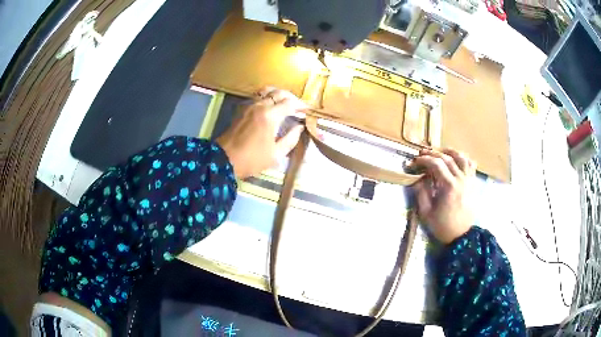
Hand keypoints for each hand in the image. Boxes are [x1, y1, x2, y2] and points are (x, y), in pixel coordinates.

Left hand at [216, 87, 306, 178]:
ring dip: (279, 94)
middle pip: (279, 93)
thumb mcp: (276, 154)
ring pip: (267, 91)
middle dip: (292, 97)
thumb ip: (291, 139)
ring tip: (285, 103)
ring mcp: (249, 105)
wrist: (224, 159)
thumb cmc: (251, 160)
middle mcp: (260, 105)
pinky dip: (267, 96)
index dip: (301, 105)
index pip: (290, 103)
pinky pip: (257, 96)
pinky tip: (271, 105)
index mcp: (270, 116)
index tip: (308, 110)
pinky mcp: (242, 108)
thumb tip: (300, 127)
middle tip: (299, 106)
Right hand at [412, 149, 475, 243]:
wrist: (462, 235)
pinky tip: (457, 159)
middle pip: (447, 158)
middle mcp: (461, 179)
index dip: (424, 160)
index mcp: (449, 186)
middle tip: (422, 153)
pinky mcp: (473, 183)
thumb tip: (418, 178)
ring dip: (449, 151)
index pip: (436, 164)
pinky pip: (471, 164)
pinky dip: (464, 158)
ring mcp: (469, 179)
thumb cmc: (443, 226)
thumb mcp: (427, 213)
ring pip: (461, 157)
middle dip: (433, 153)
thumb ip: (421, 193)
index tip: (415, 161)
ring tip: (440, 152)